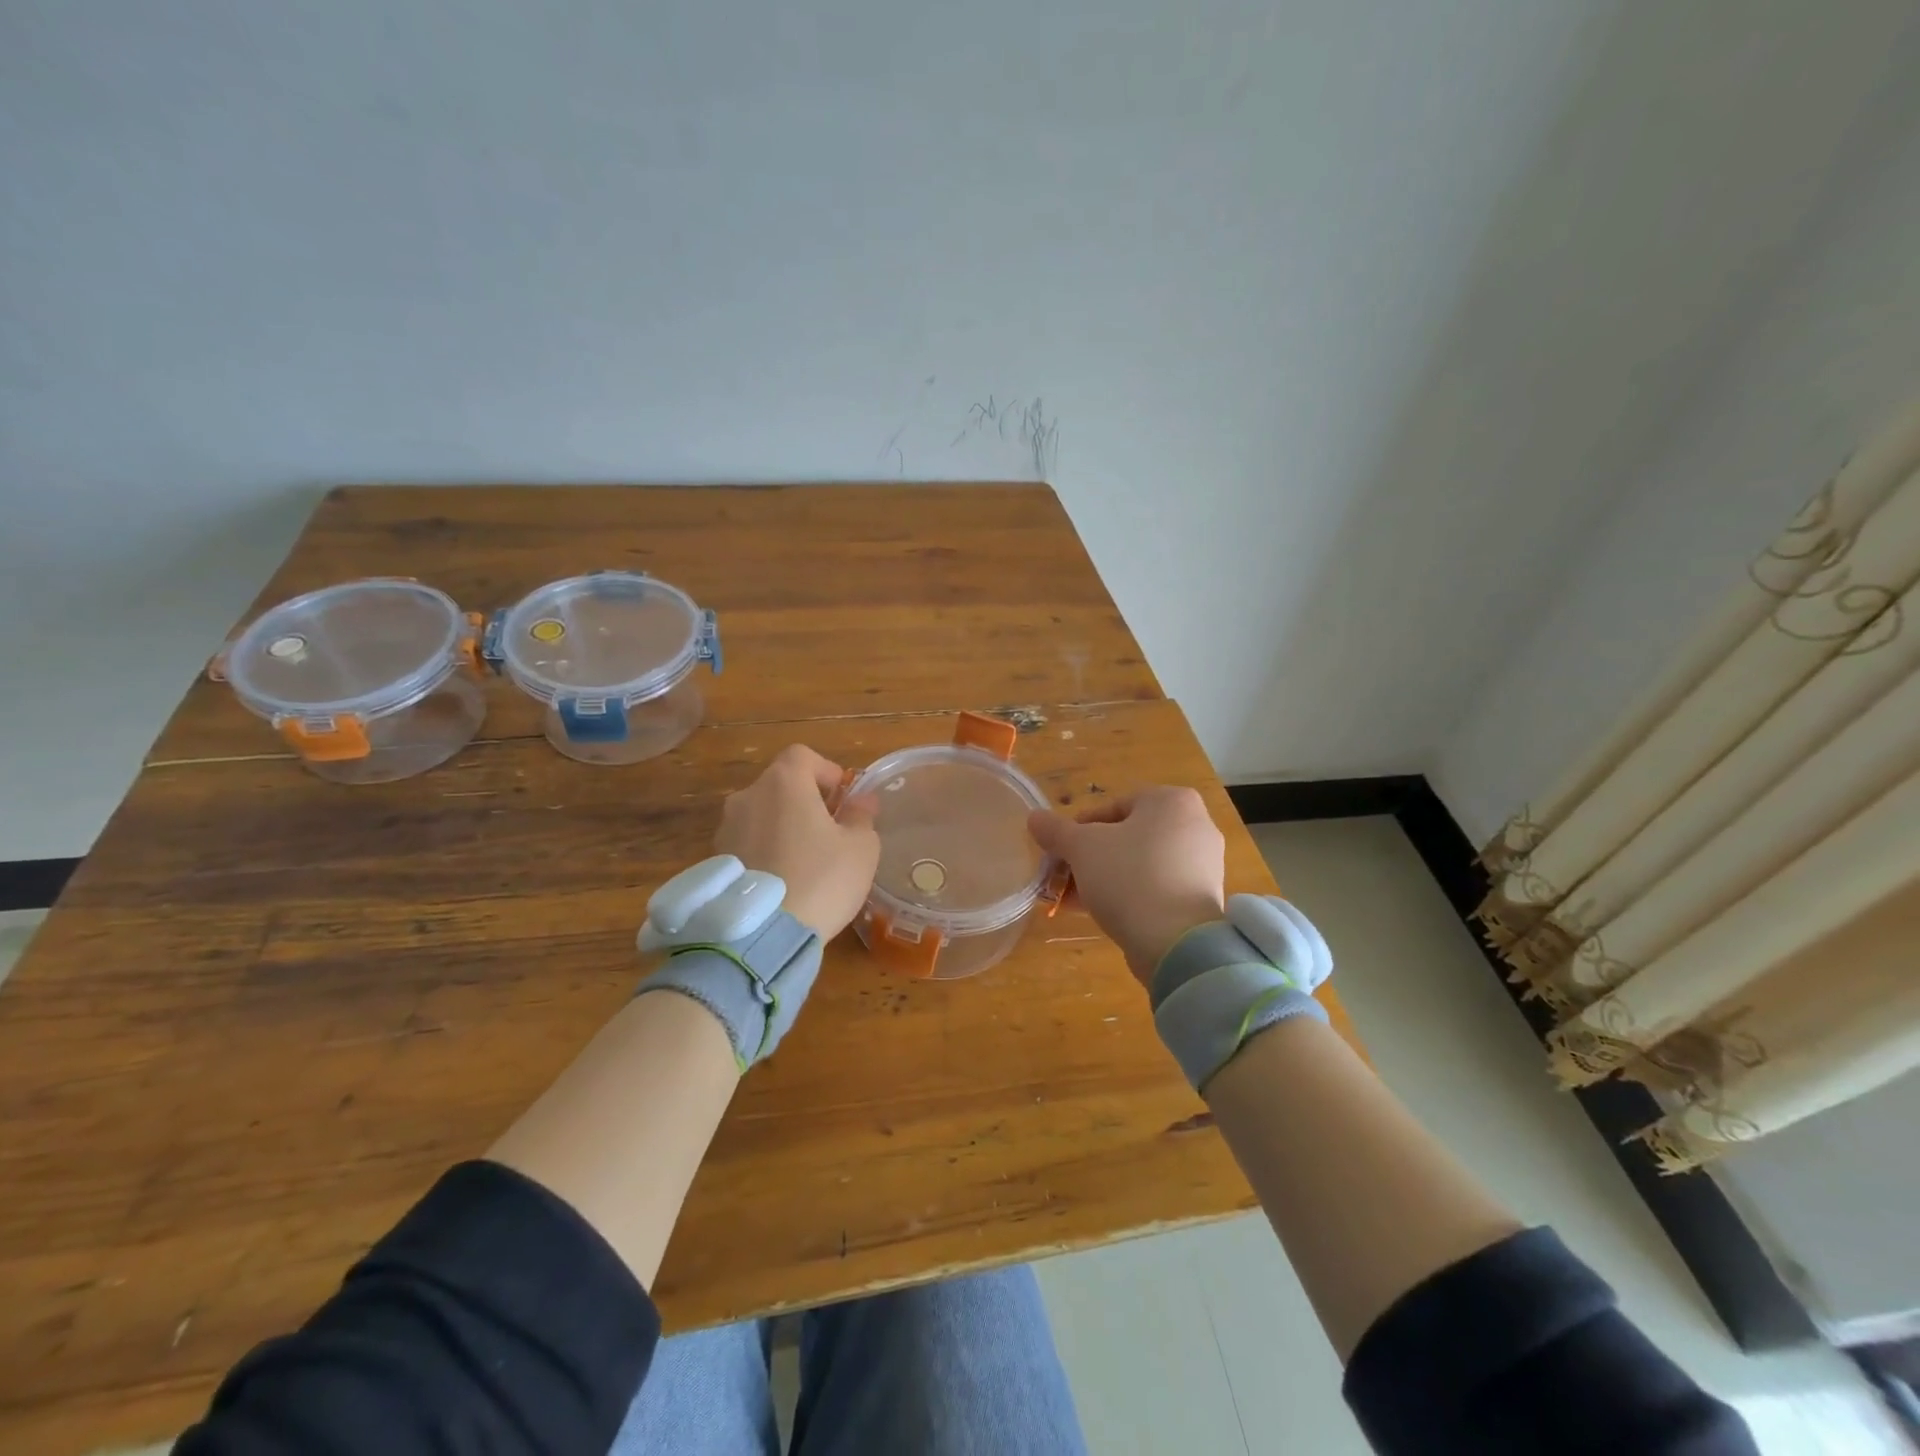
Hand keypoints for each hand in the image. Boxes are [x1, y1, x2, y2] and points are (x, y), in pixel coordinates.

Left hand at [717, 745, 879, 940]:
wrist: (762, 936)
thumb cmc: (821, 879)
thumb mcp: (860, 849)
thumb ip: (861, 817)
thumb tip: (862, 801)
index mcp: (783, 783)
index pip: (803, 756)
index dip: (826, 771)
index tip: (843, 798)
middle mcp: (747, 796)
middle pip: (780, 785)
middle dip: (805, 801)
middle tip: (829, 831)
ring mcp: (725, 829)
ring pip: (761, 815)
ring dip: (782, 827)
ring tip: (804, 860)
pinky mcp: (715, 861)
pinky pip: (747, 844)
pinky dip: (764, 851)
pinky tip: (782, 881)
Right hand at [1028, 787, 1225, 984]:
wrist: (1176, 943)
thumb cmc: (1129, 878)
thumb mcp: (1081, 848)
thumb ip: (1055, 830)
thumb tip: (1034, 818)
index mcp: (1173, 801)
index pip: (1114, 806)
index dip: (1080, 828)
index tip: (1061, 852)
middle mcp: (1196, 824)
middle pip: (1128, 835)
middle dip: (1092, 857)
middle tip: (1066, 877)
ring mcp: (1204, 864)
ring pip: (1142, 863)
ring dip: (1107, 877)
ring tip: (1077, 900)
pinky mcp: (1203, 898)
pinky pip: (1159, 887)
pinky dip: (1132, 894)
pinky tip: (1105, 914)